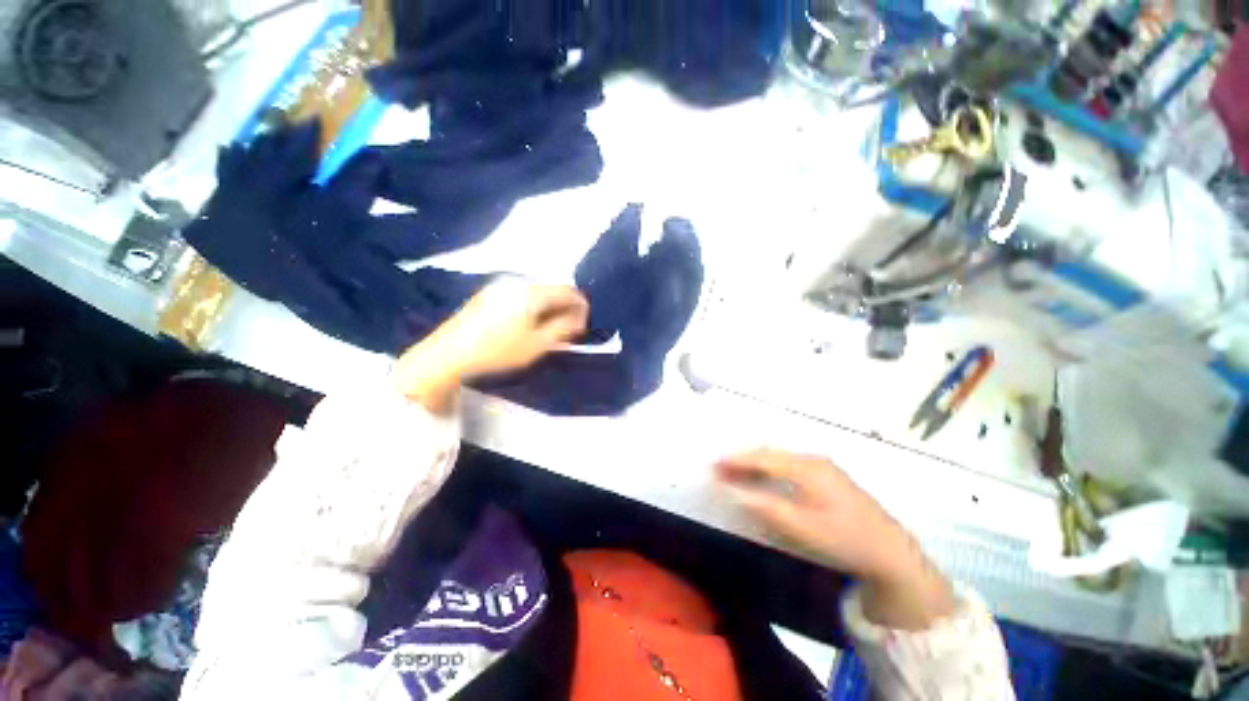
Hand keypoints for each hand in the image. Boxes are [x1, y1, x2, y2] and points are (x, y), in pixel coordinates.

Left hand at [393, 279, 587, 412]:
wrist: (447, 355)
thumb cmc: (498, 351)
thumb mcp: (538, 344)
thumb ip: (563, 328)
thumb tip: (578, 317)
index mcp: (531, 293)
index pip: (567, 291)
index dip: (581, 305)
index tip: (584, 323)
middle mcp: (516, 283)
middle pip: (551, 290)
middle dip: (564, 308)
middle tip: (568, 330)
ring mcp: (498, 287)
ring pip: (535, 293)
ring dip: (548, 308)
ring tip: (548, 330)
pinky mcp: (487, 296)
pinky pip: (520, 296)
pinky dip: (532, 308)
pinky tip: (527, 325)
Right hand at [716, 449, 954, 629]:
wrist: (891, 552)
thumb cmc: (846, 539)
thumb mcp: (805, 528)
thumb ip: (768, 507)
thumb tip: (736, 491)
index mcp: (807, 468)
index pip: (763, 458)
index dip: (737, 460)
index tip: (714, 463)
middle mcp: (813, 459)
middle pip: (769, 453)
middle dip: (742, 459)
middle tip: (719, 468)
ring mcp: (821, 465)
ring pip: (778, 457)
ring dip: (755, 463)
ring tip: (734, 472)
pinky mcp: (826, 474)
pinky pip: (788, 463)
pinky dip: (769, 467)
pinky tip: (762, 477)